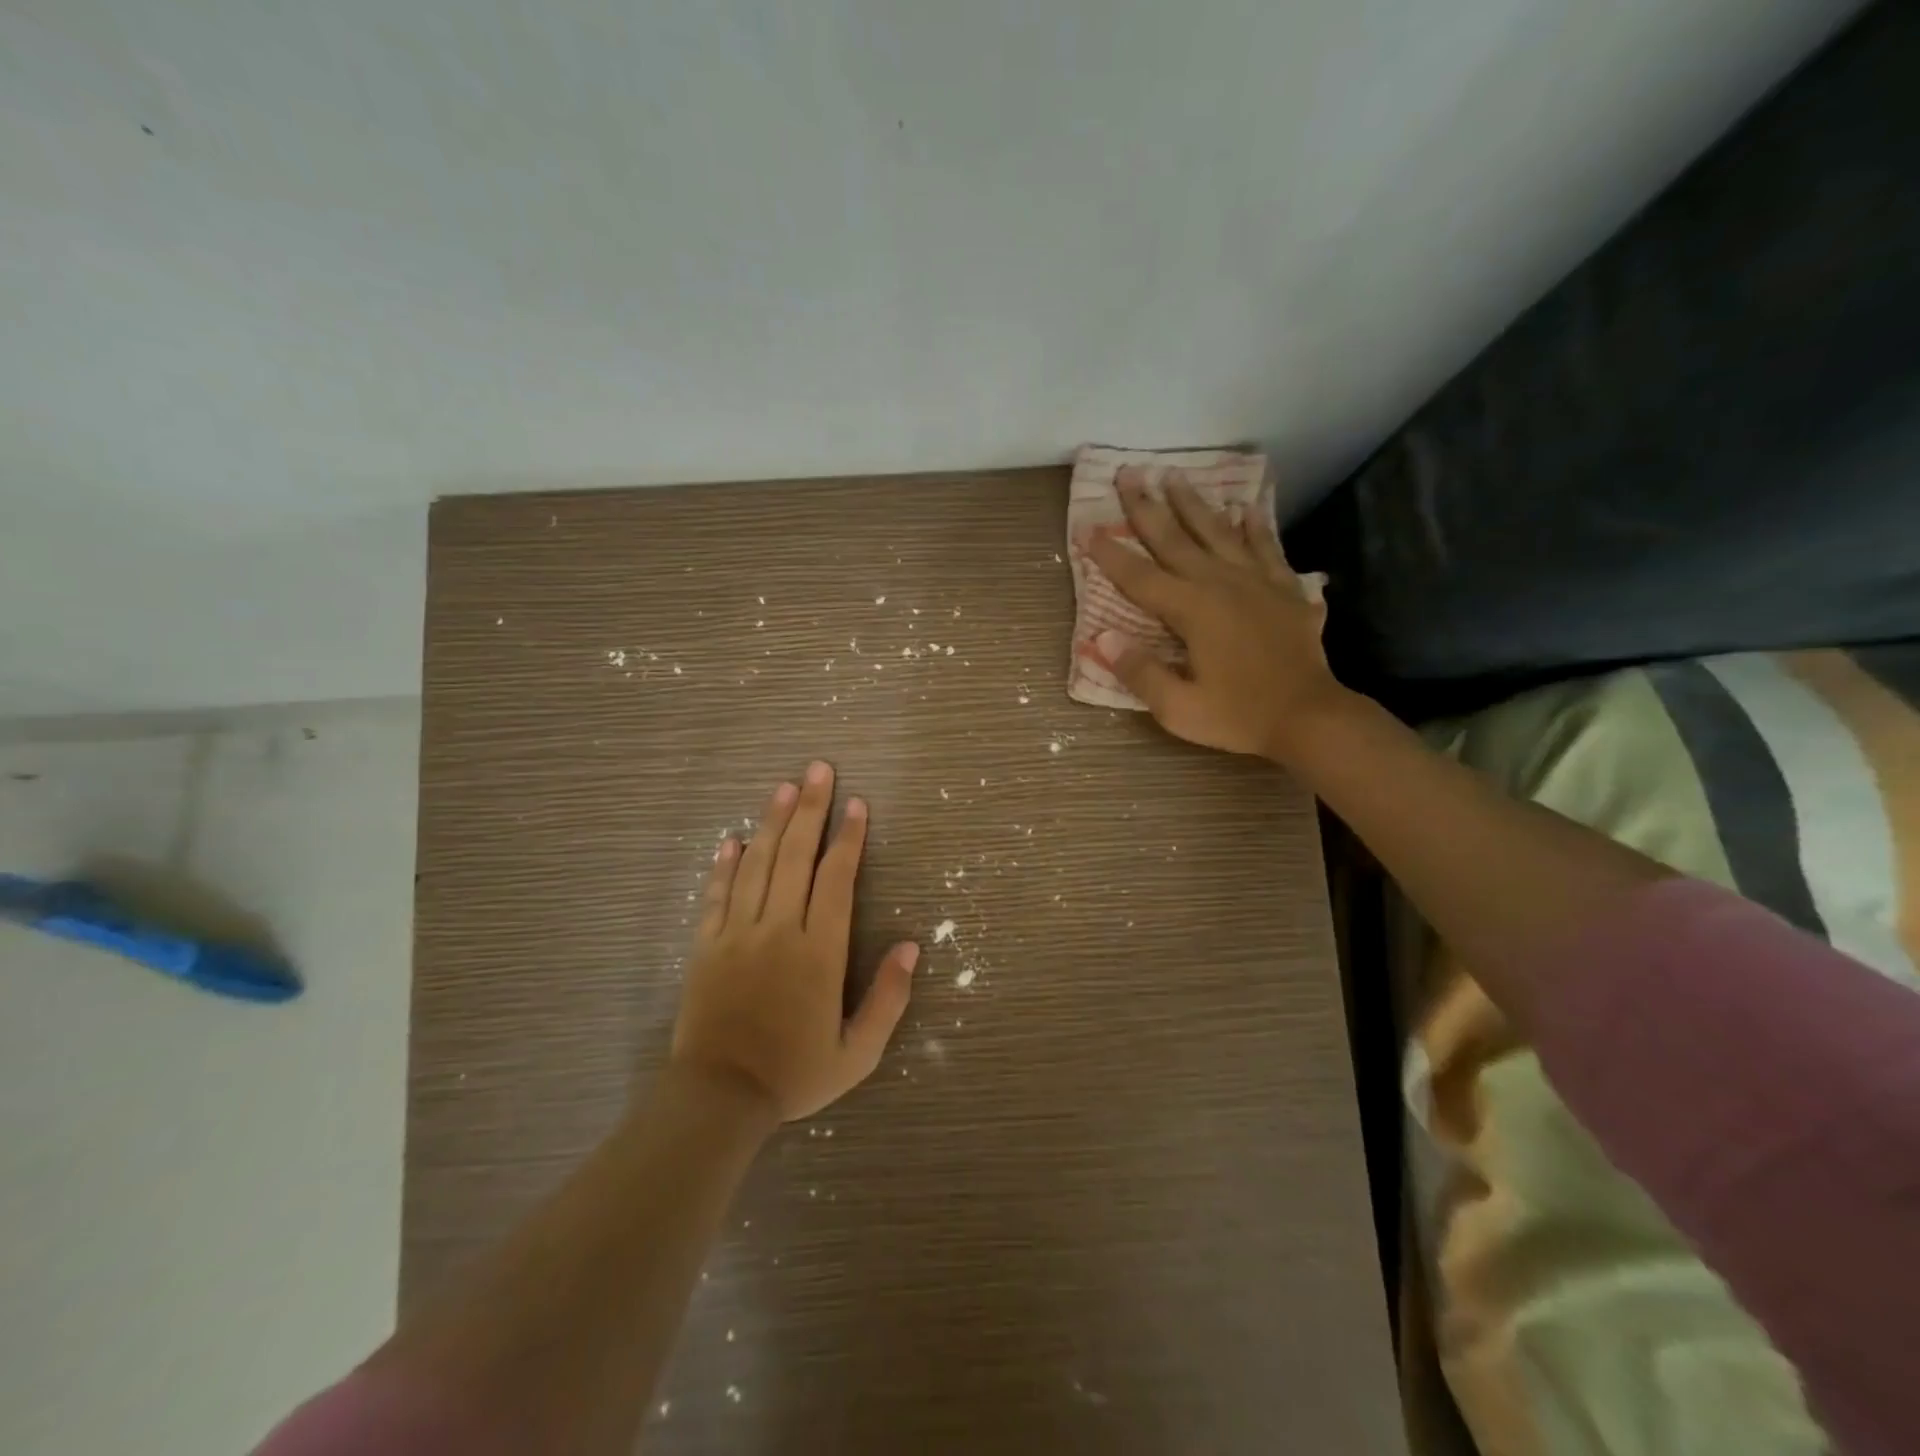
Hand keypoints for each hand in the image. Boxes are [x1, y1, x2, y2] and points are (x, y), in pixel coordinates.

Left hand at [671, 761, 917, 1122]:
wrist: (718, 1098)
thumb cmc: (795, 1074)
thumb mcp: (857, 1052)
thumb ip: (888, 998)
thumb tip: (912, 946)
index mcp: (819, 951)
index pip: (837, 879)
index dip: (849, 839)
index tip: (857, 805)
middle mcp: (779, 929)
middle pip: (796, 856)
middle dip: (811, 809)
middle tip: (819, 769)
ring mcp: (737, 933)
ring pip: (757, 864)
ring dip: (772, 822)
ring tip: (784, 787)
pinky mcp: (706, 945)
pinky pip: (716, 894)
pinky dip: (725, 864)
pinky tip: (732, 838)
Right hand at [1086, 468, 1342, 761]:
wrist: (1310, 717)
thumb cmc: (1239, 716)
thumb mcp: (1178, 708)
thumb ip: (1140, 672)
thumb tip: (1103, 638)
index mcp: (1192, 610)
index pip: (1139, 577)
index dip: (1110, 554)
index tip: (1086, 529)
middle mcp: (1221, 584)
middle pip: (1175, 540)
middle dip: (1147, 507)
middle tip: (1128, 474)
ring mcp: (1256, 583)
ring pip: (1218, 533)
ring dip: (1193, 504)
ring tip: (1174, 475)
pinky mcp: (1284, 590)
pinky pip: (1266, 548)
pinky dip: (1255, 527)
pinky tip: (1246, 508)